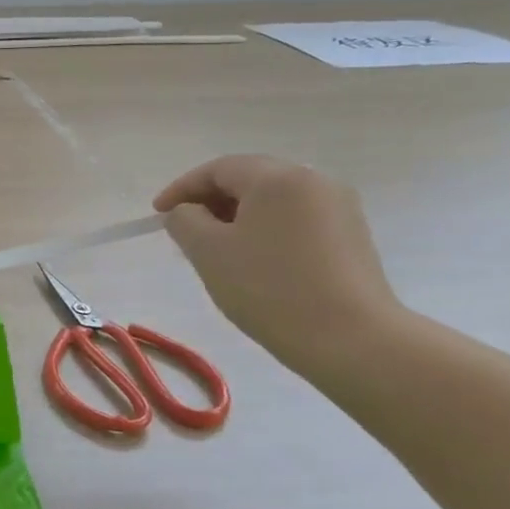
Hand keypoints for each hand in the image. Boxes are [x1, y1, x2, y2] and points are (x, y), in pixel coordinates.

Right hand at [153, 155, 401, 376]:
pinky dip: (265, 229)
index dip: (181, 188)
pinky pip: (295, 219)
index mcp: (277, 178)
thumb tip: (187, 212)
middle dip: (210, 200)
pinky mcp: (352, 236)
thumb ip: (184, 221)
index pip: (218, 168)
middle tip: (184, 230)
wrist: (351, 340)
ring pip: (273, 200)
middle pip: (249, 179)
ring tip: (215, 248)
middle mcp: (313, 181)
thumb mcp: (208, 252)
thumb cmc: (269, 288)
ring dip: (237, 216)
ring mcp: (339, 208)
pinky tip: (253, 260)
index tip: (157, 215)